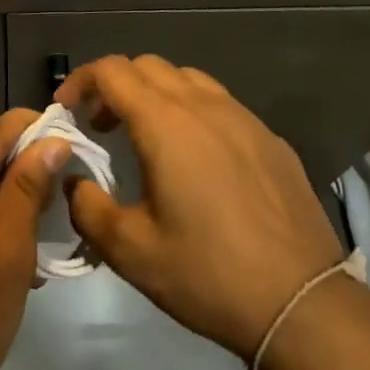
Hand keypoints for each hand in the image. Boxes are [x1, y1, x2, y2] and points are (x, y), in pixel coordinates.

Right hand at [59, 55, 344, 358]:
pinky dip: (192, 112)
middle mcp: (203, 105)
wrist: (303, 304)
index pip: (111, 70)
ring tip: (146, 137)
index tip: (66, 109)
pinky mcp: (270, 139)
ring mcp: (243, 118)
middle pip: (147, 66)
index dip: (81, 80)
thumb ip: (87, 208)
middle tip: (101, 126)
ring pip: (187, 79)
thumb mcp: (130, 251)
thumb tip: (74, 182)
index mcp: (165, 122)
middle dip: (115, 86)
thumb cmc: (208, 274)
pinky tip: (197, 159)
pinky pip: (221, 104)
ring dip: (155, 94)